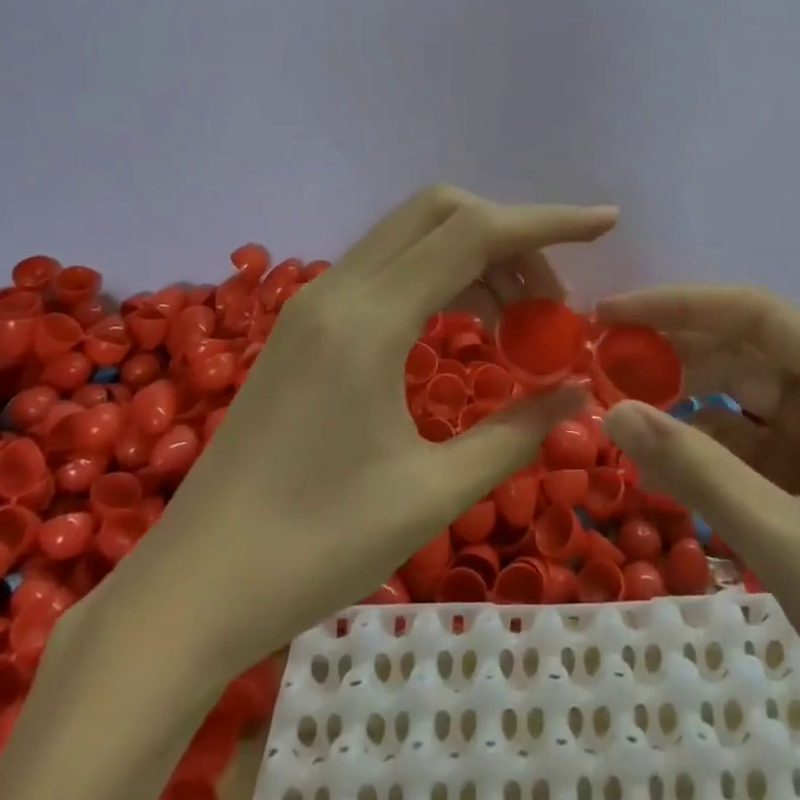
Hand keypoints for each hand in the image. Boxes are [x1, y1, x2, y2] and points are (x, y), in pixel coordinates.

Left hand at [113, 185, 617, 684]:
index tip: (606, 222)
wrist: (193, 587)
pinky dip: (437, 279)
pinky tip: (463, 329)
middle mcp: (338, 290)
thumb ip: (515, 431)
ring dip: (474, 258)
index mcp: (369, 320)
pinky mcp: (304, 326)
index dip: (548, 221)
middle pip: (439, 212)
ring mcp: (314, 303)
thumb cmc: (315, 548)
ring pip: (411, 236)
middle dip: (510, 236)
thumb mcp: (432, 493)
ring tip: (519, 324)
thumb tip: (576, 391)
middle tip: (552, 301)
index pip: (474, 233)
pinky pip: (385, 270)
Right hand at [595, 285, 799, 776]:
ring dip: (687, 405)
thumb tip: (613, 412)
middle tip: (600, 368)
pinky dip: (711, 452)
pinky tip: (668, 463)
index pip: (759, 316)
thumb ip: (699, 473)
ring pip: (748, 401)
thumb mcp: (792, 548)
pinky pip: (758, 448)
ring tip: (621, 412)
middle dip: (675, 357)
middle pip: (750, 353)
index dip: (679, 305)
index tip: (610, 315)